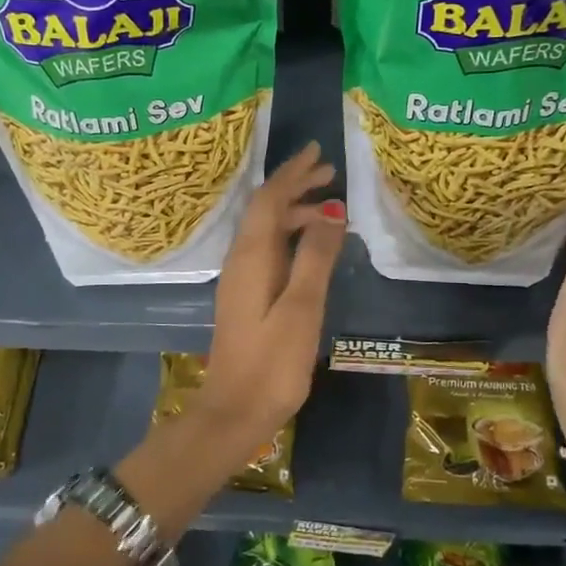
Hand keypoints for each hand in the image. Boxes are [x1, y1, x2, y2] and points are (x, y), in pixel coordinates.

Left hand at [200, 143, 344, 455]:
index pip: (269, 200)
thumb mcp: (302, 308)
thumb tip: (331, 209)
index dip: (292, 173)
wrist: (234, 412)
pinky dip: (291, 237)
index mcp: (251, 257)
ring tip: (330, 208)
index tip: (318, 152)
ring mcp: (241, 280)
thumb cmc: (272, 363)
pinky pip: (268, 250)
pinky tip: (311, 248)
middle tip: (330, 173)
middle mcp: (241, 260)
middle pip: (265, 210)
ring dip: (294, 213)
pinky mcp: (246, 297)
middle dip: (295, 187)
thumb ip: (315, 257)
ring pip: (267, 231)